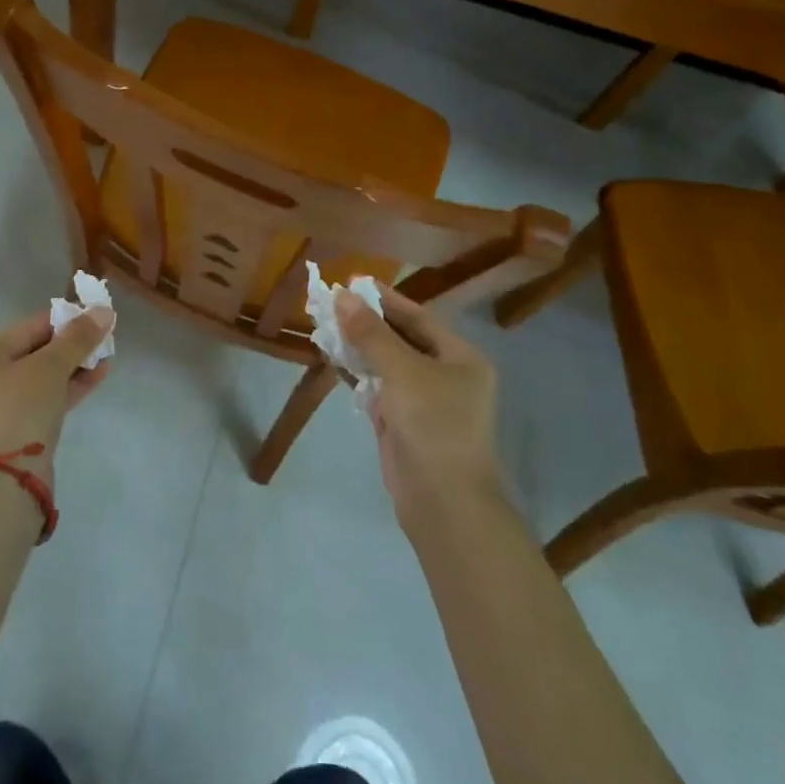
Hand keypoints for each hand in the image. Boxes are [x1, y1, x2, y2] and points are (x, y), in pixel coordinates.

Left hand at [0, 305, 115, 484]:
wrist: (7, 483)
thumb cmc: (20, 410)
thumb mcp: (50, 367)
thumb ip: (78, 337)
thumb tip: (103, 311)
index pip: (29, 326)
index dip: (65, 319)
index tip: (96, 315)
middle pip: (35, 350)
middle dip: (72, 344)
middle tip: (104, 337)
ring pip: (43, 376)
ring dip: (75, 365)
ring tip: (107, 355)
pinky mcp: (16, 430)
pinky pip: (45, 398)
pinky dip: (69, 386)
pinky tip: (98, 374)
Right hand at [338, 286, 505, 523]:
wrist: (442, 502)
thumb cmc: (433, 425)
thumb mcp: (403, 372)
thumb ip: (370, 334)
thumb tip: (341, 296)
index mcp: (460, 357)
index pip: (418, 317)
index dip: (384, 299)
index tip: (351, 281)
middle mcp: (445, 374)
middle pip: (401, 338)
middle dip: (366, 321)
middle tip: (331, 301)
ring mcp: (422, 400)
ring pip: (385, 363)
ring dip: (357, 345)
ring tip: (324, 323)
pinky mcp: (401, 422)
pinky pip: (376, 387)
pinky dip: (356, 373)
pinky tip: (332, 357)